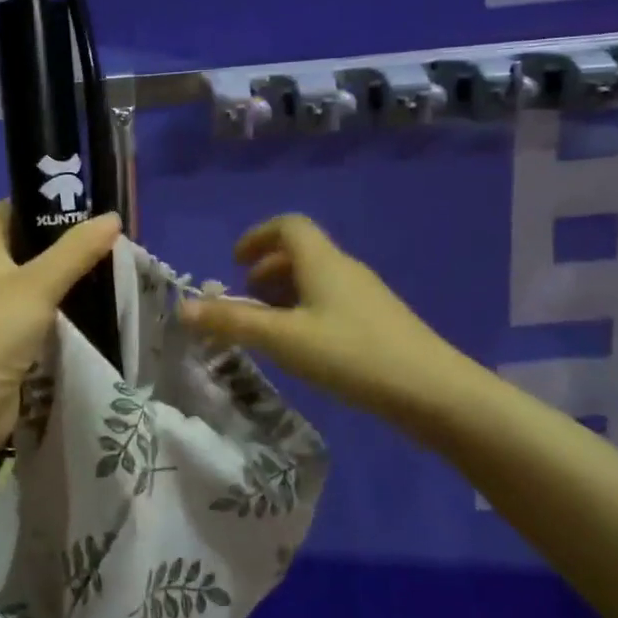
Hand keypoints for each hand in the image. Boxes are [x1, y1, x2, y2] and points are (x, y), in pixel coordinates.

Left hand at [0, 202, 122, 454]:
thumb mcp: (38, 285)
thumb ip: (77, 250)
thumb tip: (113, 217)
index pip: (19, 208)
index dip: (55, 207)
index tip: (97, 213)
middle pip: (30, 245)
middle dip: (69, 246)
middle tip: (114, 246)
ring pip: (35, 280)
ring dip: (67, 280)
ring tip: (112, 274)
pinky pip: (34, 311)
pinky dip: (58, 310)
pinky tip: (91, 310)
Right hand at [176, 214, 465, 430]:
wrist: (434, 392)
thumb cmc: (351, 354)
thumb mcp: (283, 339)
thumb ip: (232, 322)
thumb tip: (182, 308)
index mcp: (322, 261)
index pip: (288, 225)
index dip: (257, 237)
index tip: (234, 262)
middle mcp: (344, 269)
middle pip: (300, 252)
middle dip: (266, 270)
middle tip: (244, 299)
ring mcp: (366, 296)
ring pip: (316, 280)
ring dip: (285, 294)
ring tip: (267, 327)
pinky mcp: (378, 323)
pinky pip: (331, 302)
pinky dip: (306, 312)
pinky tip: (302, 347)